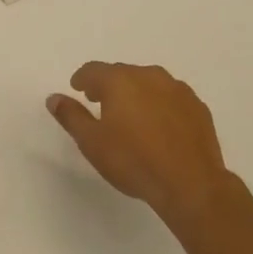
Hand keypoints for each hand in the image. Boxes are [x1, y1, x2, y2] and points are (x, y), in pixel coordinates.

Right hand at [47, 62, 237, 224]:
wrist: (190, 183)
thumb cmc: (133, 161)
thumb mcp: (92, 142)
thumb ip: (71, 116)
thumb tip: (54, 98)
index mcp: (121, 81)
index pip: (94, 70)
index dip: (82, 79)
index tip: (78, 89)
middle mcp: (150, 76)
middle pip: (123, 73)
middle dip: (108, 85)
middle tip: (100, 102)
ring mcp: (178, 90)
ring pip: (149, 83)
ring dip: (136, 93)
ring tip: (130, 115)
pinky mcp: (198, 107)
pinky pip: (171, 98)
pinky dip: (159, 105)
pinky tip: (158, 126)